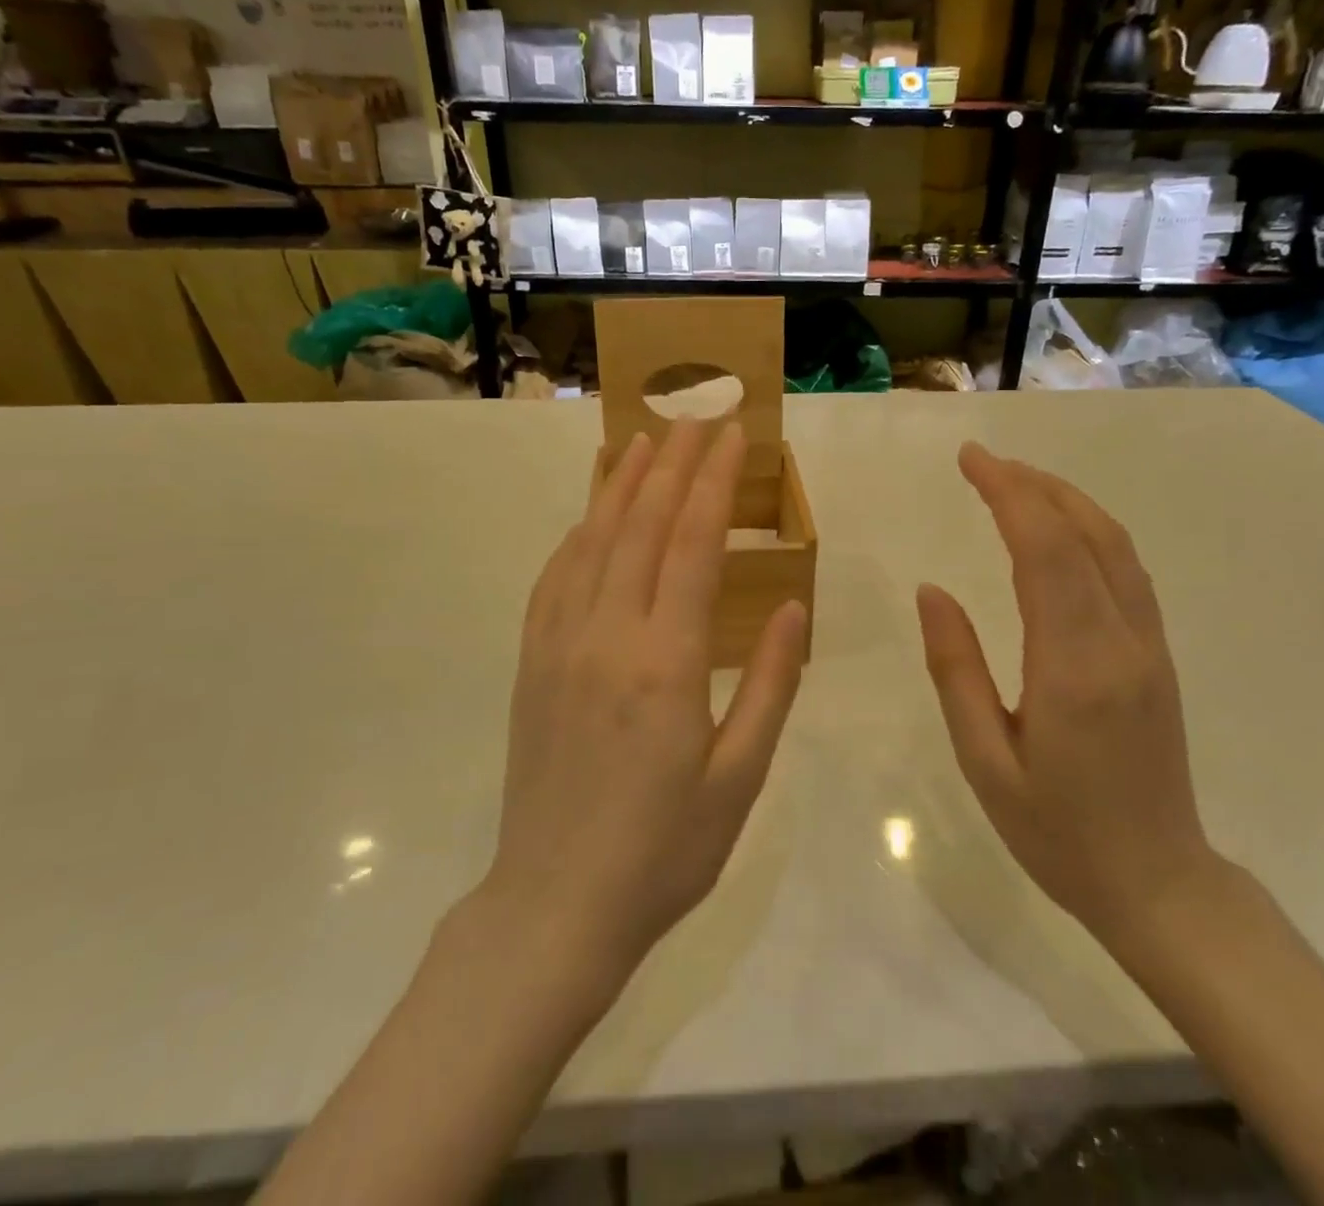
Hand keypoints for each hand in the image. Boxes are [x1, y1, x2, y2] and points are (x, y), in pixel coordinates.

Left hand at [485, 419, 807, 988]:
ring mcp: (559, 645)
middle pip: (640, 525)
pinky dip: (578, 533)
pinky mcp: (532, 663)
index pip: (692, 543)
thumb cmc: (664, 850)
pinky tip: (591, 515)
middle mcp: (606, 635)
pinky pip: (555, 577)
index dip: (712, 481)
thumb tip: (791, 606)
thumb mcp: (740, 776)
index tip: (730, 435)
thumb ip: (770, 682)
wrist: (556, 905)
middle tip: (695, 418)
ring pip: (592, 540)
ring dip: (621, 484)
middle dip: (672, 464)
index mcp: (666, 661)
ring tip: (643, 439)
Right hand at [916, 443, 1216, 942]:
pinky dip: (1090, 530)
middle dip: (1032, 484)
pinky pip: (1127, 570)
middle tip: (982, 461)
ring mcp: (1149, 645)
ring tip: (1015, 481)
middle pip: (1084, 533)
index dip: (1008, 494)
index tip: (970, 460)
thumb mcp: (984, 760)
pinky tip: (1061, 528)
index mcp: (1074, 666)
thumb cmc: (1056, 831)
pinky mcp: (1157, 655)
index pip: (1045, 550)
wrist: (1158, 882)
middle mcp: (1121, 641)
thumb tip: (931, 590)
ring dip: (1065, 500)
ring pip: (1115, 545)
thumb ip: (956, 669)